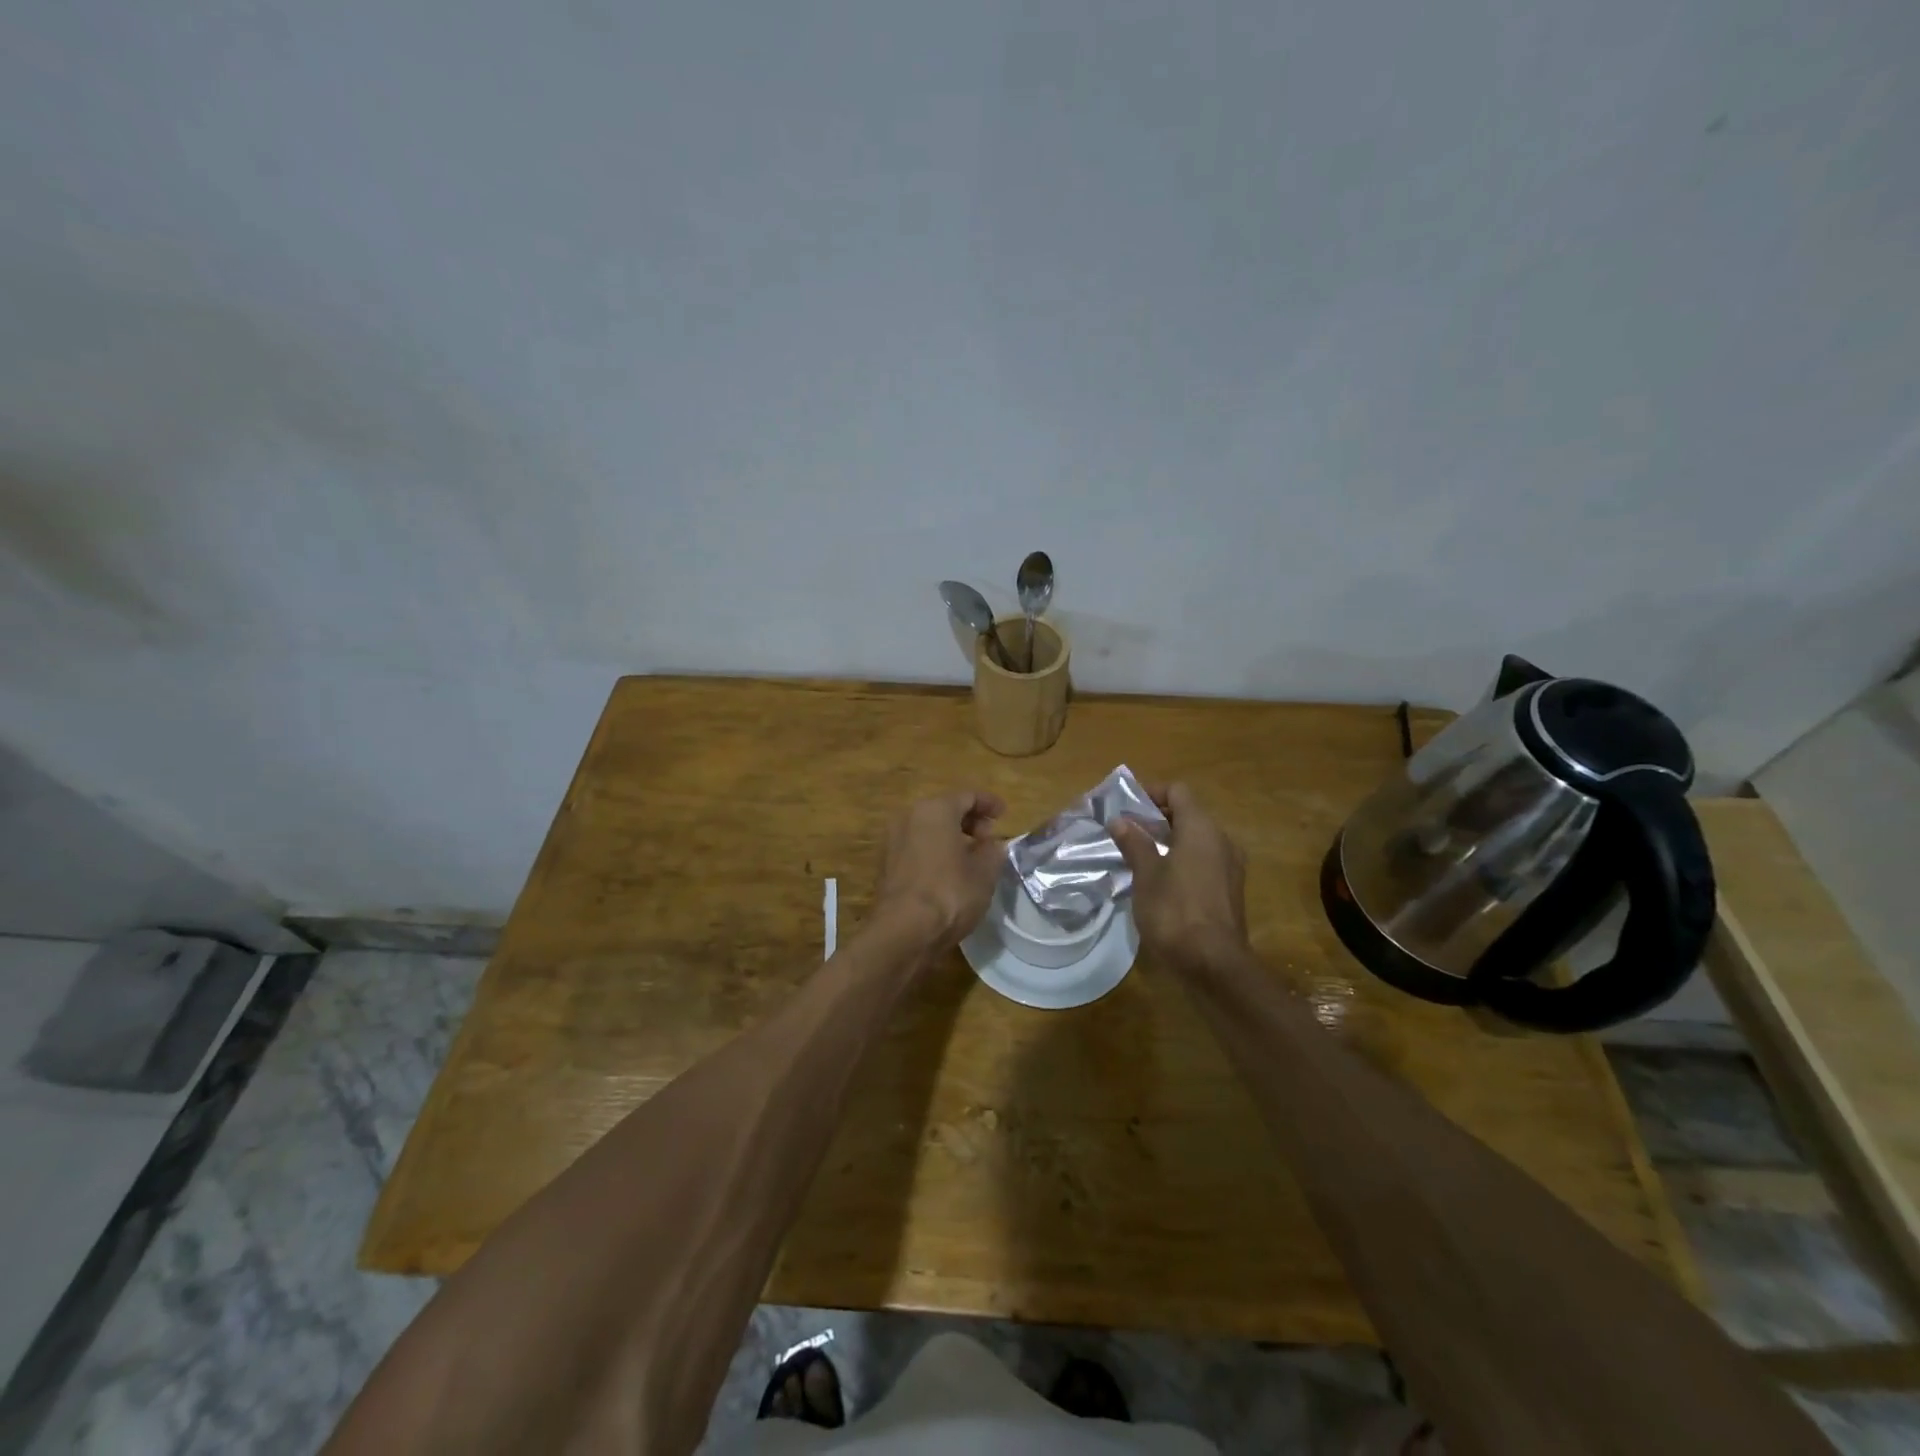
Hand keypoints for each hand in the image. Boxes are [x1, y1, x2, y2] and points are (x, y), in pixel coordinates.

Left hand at [873, 789, 1007, 949]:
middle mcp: (909, 816)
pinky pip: (917, 846)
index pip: (967, 796)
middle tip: (989, 837)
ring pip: (928, 828)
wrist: (903, 931)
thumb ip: (993, 851)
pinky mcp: (886, 864)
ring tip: (972, 855)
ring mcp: (893, 840)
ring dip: (951, 836)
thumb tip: (992, 844)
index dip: (989, 803)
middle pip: (944, 809)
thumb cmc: (949, 893)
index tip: (1004, 813)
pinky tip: (949, 870)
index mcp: (935, 809)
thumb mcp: (985, 872)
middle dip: (969, 820)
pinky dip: (935, 850)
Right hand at [1111, 782, 1248, 969]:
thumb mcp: (1146, 875)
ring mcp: (1230, 865)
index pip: (1178, 792)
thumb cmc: (1175, 911)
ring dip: (1169, 839)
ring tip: (1138, 852)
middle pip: (1188, 813)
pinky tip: (1160, 877)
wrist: (1214, 963)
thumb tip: (1120, 821)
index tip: (1126, 806)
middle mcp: (1221, 840)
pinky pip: (1204, 859)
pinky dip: (1182, 858)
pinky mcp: (1229, 888)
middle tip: (1126, 830)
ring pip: (1197, 838)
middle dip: (1157, 817)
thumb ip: (1134, 843)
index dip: (1151, 793)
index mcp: (1202, 829)